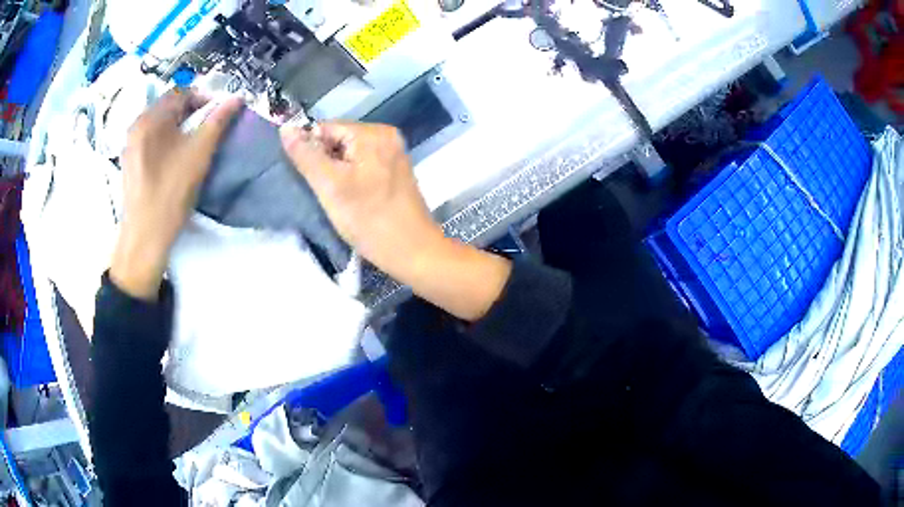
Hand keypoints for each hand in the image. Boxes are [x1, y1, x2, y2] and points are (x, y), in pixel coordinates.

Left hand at [110, 90, 242, 299]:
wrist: (144, 238)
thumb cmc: (171, 193)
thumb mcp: (199, 154)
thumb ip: (218, 122)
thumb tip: (237, 98)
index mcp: (151, 118)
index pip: (181, 92)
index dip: (203, 98)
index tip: (218, 114)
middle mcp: (136, 126)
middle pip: (168, 107)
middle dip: (190, 112)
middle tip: (206, 130)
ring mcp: (129, 145)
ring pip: (159, 125)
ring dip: (178, 127)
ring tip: (191, 145)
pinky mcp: (128, 163)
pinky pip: (150, 140)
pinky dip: (165, 141)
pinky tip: (173, 160)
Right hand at [280, 122, 510, 320]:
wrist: (413, 252)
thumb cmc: (370, 220)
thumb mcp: (330, 186)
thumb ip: (306, 156)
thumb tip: (285, 127)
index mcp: (373, 133)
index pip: (326, 128)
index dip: (310, 151)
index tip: (309, 179)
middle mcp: (387, 135)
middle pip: (338, 140)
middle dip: (325, 163)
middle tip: (323, 191)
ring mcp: (393, 153)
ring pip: (349, 154)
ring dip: (336, 172)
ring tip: (336, 197)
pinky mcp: (395, 171)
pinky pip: (363, 165)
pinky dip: (351, 178)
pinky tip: (351, 198)